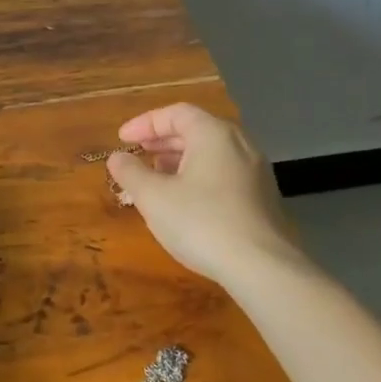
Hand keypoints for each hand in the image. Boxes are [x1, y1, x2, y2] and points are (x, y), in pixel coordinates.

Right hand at [107, 103, 304, 284]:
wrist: (262, 268)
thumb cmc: (201, 222)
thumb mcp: (153, 197)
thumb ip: (130, 172)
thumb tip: (117, 158)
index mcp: (214, 134)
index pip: (176, 113)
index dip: (145, 123)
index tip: (122, 139)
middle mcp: (240, 144)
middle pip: (195, 131)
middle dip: (161, 142)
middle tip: (137, 155)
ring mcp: (256, 172)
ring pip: (211, 154)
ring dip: (179, 161)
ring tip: (155, 178)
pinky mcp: (262, 198)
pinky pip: (223, 174)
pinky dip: (198, 177)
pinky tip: (184, 202)